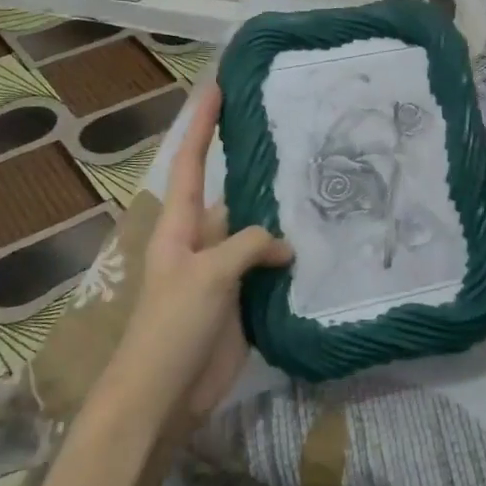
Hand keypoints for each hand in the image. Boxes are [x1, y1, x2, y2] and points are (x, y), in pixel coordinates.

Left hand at [102, 85, 291, 436]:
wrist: (164, 396)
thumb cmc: (171, 327)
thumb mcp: (207, 275)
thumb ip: (247, 246)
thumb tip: (284, 246)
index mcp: (180, 226)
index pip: (190, 162)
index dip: (201, 125)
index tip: (217, 88)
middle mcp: (203, 240)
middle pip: (233, 195)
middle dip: (258, 171)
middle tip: (298, 140)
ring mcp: (223, 271)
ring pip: (257, 232)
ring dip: (281, 218)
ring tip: (321, 189)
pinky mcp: (242, 299)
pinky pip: (269, 268)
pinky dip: (290, 258)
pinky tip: (319, 245)